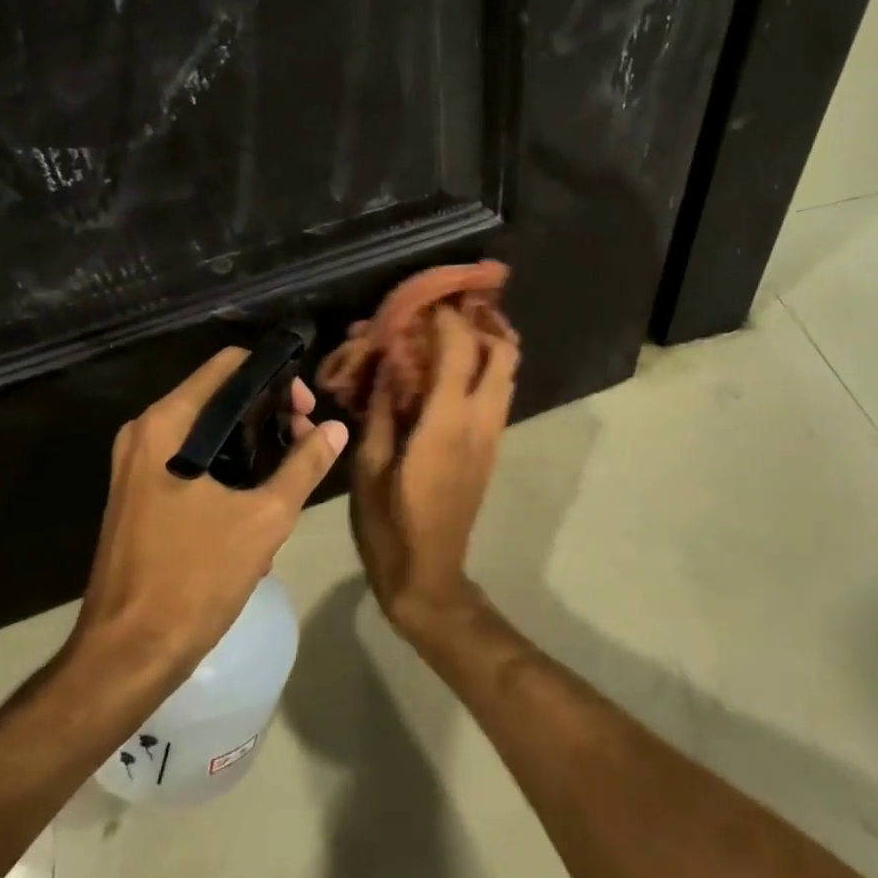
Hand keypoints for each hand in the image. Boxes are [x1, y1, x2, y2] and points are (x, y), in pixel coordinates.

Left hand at [67, 349, 347, 691]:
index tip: (306, 412)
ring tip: (288, 480)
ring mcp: (136, 464)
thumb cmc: (194, 577)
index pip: (230, 365)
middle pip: (220, 396)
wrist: (127, 655)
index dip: (276, 379)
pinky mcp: (137, 493)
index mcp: (168, 424)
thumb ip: (304, 465)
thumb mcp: (265, 518)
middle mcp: (146, 431)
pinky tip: (255, 510)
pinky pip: (191, 461)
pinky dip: (227, 470)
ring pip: (208, 432)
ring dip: (252, 447)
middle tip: (306, 445)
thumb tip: (336, 428)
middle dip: (269, 415)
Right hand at [350, 306, 517, 634]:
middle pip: (504, 354)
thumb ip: (380, 412)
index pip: (460, 349)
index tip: (424, 300)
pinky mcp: (491, 449)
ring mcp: (491, 436)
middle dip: (484, 323)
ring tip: (452, 332)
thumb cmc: (390, 525)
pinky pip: (498, 395)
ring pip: (508, 374)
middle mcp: (479, 422)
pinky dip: (484, 371)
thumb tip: (384, 368)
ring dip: (488, 345)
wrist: (429, 577)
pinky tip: (450, 371)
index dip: (446, 317)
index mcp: (446, 422)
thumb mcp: (369, 468)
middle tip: (451, 310)